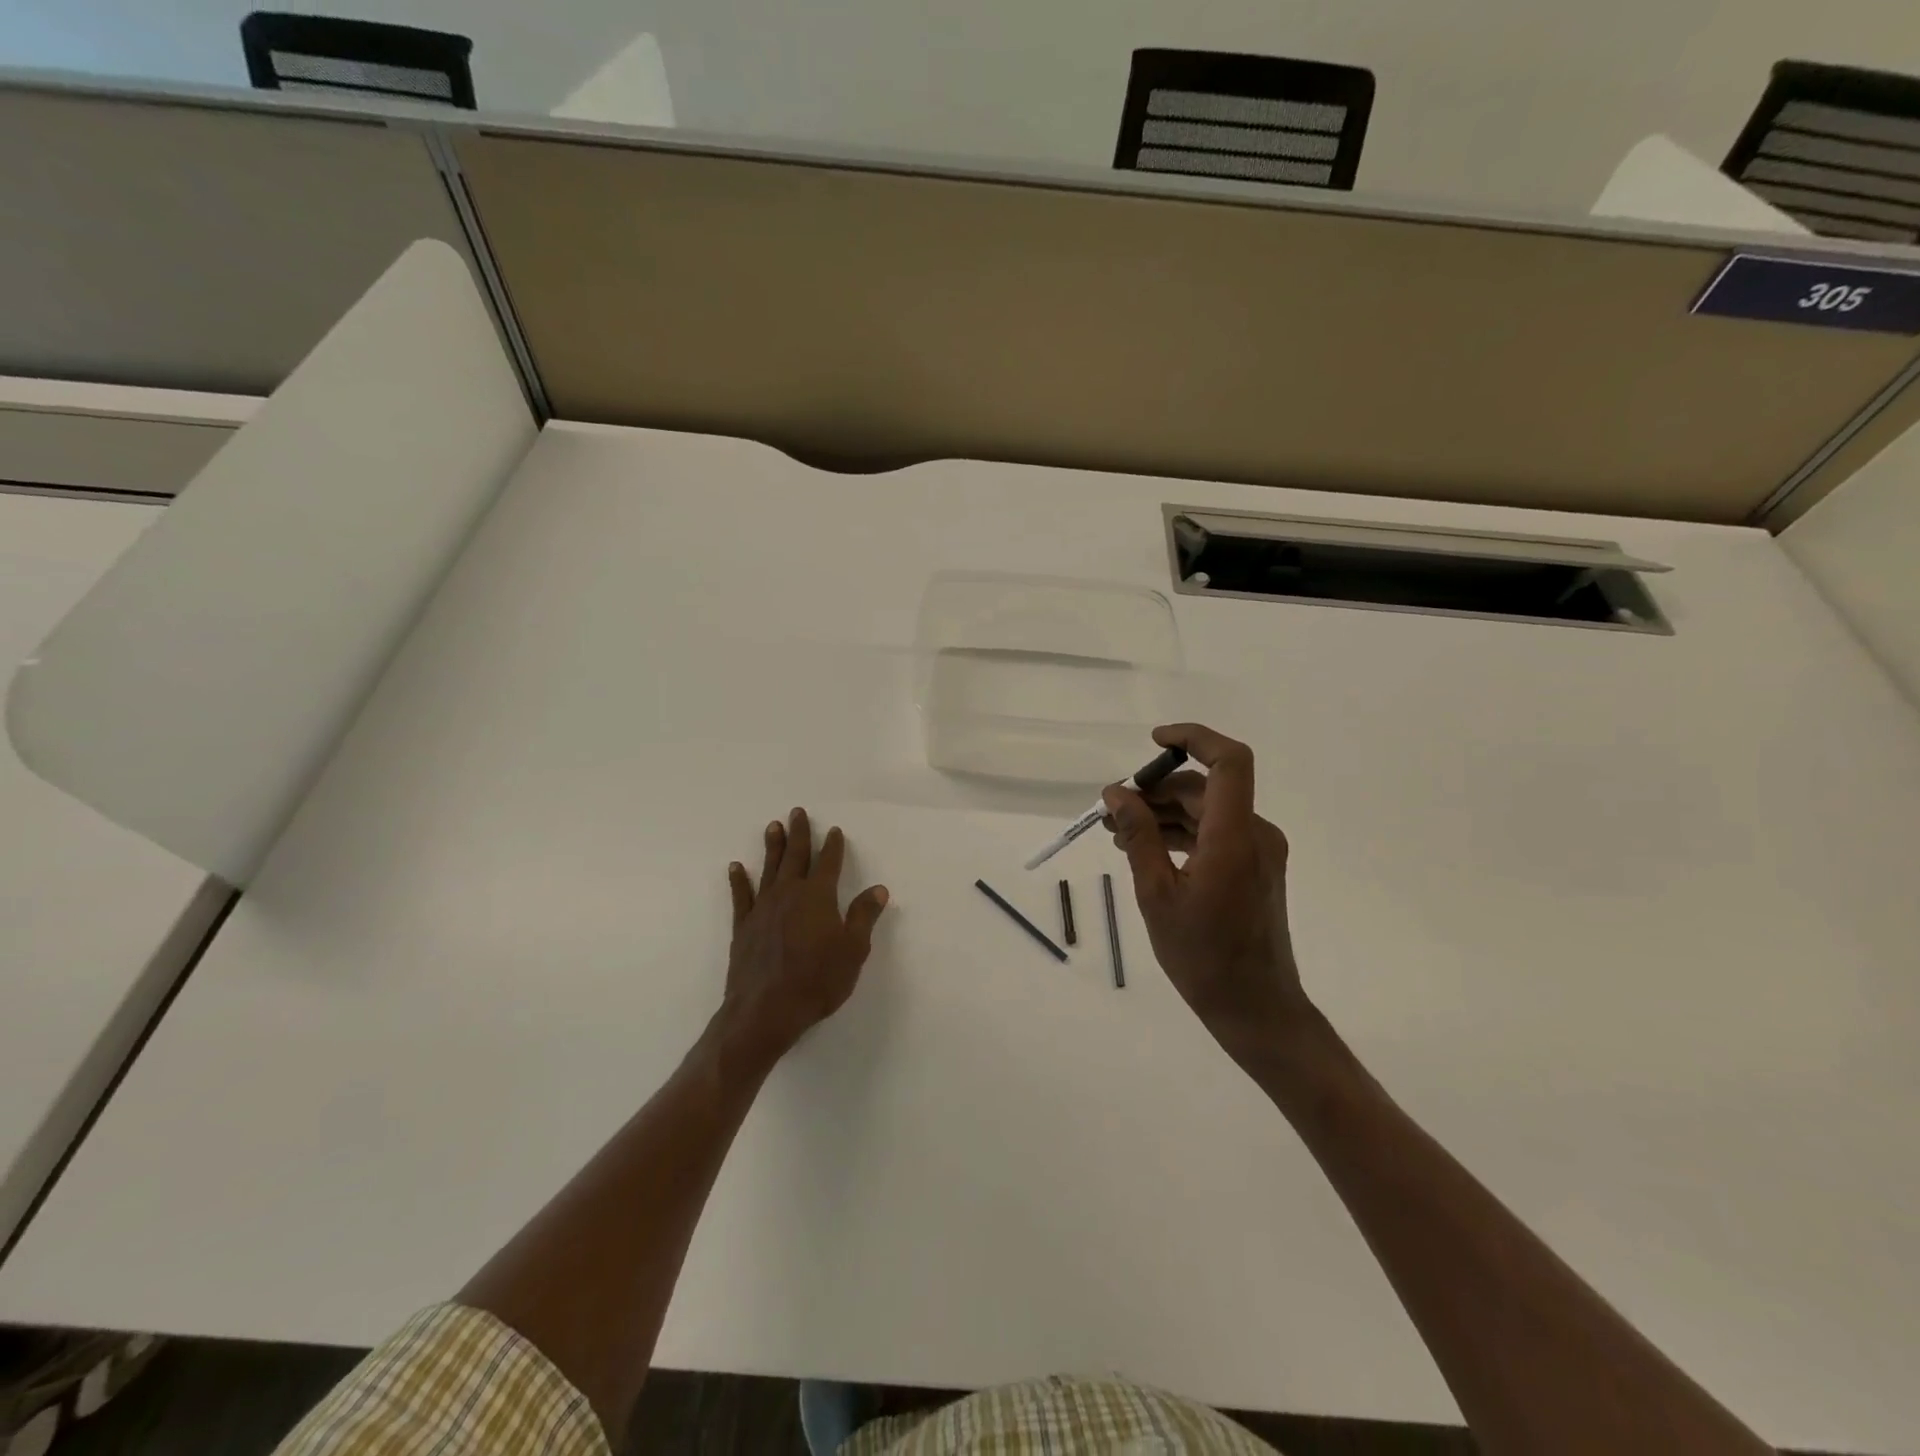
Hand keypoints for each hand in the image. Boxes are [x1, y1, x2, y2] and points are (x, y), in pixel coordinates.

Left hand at [717, 808, 889, 1069]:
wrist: (766, 1010)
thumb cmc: (818, 980)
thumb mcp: (853, 950)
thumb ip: (864, 916)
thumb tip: (878, 889)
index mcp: (818, 896)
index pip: (829, 864)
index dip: (833, 846)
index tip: (834, 830)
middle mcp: (789, 894)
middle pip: (796, 857)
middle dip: (799, 834)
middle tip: (797, 811)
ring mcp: (763, 909)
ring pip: (769, 869)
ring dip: (772, 847)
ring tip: (773, 826)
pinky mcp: (743, 927)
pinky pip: (741, 896)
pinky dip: (739, 880)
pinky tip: (736, 867)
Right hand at [1103, 724, 1307, 1062]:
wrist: (1256, 1007)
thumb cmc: (1202, 957)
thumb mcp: (1157, 895)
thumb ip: (1139, 836)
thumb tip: (1116, 793)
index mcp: (1234, 837)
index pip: (1229, 762)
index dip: (1194, 738)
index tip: (1153, 742)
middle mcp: (1255, 834)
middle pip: (1206, 788)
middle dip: (1156, 791)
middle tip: (1111, 811)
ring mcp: (1259, 850)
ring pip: (1208, 810)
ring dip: (1165, 814)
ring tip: (1119, 835)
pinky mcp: (1256, 866)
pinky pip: (1216, 833)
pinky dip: (1182, 833)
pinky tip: (1147, 849)